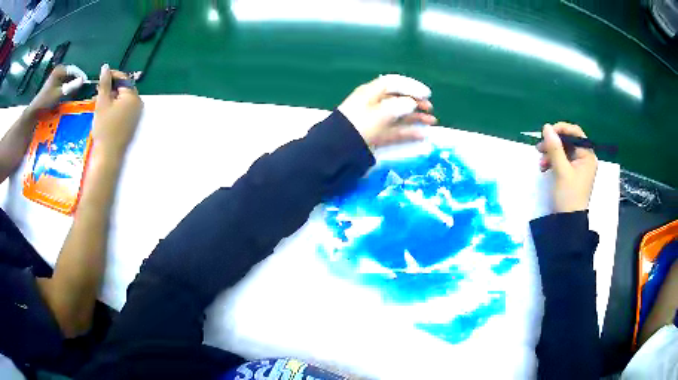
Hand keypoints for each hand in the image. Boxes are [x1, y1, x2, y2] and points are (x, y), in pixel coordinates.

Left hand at [26, 65, 83, 114]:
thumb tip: (83, 80)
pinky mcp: (54, 82)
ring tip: (76, 89)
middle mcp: (58, 70)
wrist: (35, 110)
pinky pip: (63, 82)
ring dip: (72, 83)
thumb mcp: (60, 94)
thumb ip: (71, 86)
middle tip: (81, 86)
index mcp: (60, 70)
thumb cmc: (47, 101)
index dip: (80, 74)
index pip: (73, 69)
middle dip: (76, 79)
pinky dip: (67, 86)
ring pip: (67, 77)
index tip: (85, 81)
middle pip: (70, 72)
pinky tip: (69, 91)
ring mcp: (55, 76)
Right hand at [92, 64, 142, 156]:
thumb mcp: (102, 103)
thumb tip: (105, 67)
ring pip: (122, 100)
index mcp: (133, 97)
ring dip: (110, 98)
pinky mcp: (132, 123)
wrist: (109, 155)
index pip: (123, 79)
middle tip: (97, 91)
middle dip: (110, 88)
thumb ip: (104, 83)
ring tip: (97, 101)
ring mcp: (136, 114)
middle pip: (123, 89)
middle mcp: (138, 104)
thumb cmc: (105, 128)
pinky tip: (104, 111)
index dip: (112, 75)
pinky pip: (123, 109)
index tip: (101, 76)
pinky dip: (114, 107)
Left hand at [338, 74, 435, 147]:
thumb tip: (411, 104)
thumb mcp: (381, 112)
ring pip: (399, 115)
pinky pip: (395, 130)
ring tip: (432, 121)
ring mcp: (375, 120)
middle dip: (416, 102)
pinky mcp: (376, 135)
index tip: (427, 93)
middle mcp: (374, 103)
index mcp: (371, 92)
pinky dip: (408, 132)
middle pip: (398, 99)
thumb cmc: (360, 123)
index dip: (411, 86)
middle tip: (430, 108)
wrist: (339, 148)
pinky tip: (422, 135)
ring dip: (416, 117)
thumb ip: (399, 106)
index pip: (393, 83)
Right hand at [537, 122, 597, 212]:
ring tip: (541, 162)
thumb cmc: (568, 196)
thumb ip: (554, 148)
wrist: (568, 222)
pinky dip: (552, 161)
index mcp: (587, 156)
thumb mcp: (561, 171)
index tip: (547, 132)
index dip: (561, 129)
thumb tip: (546, 127)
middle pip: (568, 141)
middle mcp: (584, 158)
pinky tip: (544, 168)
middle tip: (539, 147)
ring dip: (550, 153)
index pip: (575, 133)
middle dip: (553, 143)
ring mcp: (578, 167)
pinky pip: (561, 160)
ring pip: (563, 151)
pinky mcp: (571, 174)